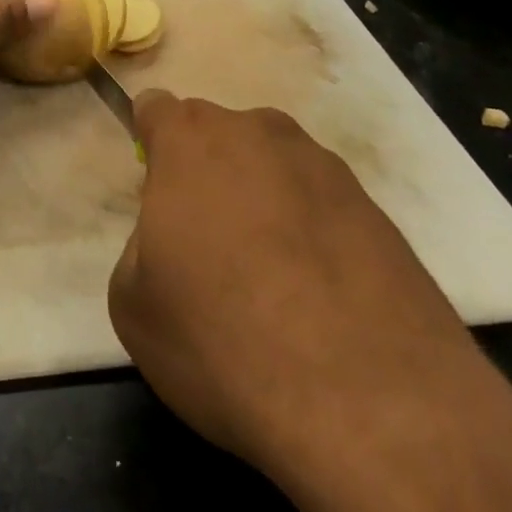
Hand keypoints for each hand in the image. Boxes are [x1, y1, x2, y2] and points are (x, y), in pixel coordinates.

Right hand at [107, 92, 481, 497]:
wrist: (370, 403)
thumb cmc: (223, 340)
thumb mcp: (133, 304)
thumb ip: (140, 244)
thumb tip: (173, 237)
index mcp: (191, 141)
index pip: (157, 108)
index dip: (150, 143)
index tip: (155, 190)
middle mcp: (258, 133)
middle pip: (219, 137)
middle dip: (208, 174)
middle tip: (209, 246)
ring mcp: (325, 167)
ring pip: (274, 168)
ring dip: (263, 202)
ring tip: (270, 282)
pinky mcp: (378, 210)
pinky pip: (322, 207)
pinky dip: (313, 235)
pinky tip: (318, 301)